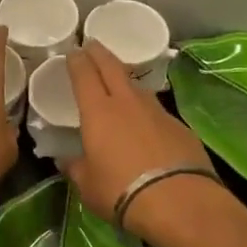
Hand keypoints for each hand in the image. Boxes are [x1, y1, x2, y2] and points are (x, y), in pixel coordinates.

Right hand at [61, 41, 212, 221]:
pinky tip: (145, 121)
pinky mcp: (179, 126)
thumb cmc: (122, 192)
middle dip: (100, 53)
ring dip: (124, 79)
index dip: (77, 61)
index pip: (85, 75)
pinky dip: (145, 109)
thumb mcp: (88, 186)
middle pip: (112, 67)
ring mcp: (156, 112)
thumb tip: (66, 160)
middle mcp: (127, 102)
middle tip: (92, 44)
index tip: (73, 51)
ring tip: (118, 81)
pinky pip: (156, 109)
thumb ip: (76, 168)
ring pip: (136, 86)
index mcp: (98, 111)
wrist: (179, 202)